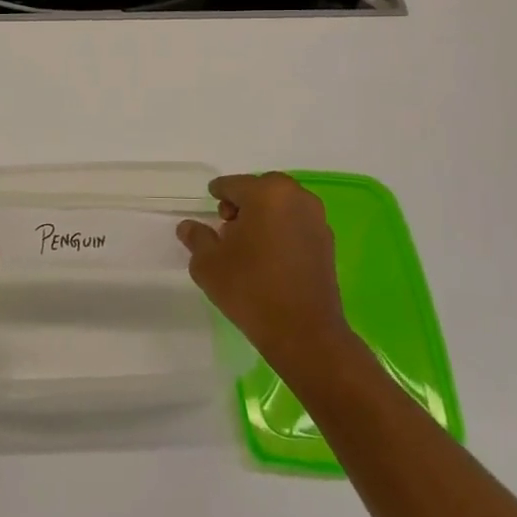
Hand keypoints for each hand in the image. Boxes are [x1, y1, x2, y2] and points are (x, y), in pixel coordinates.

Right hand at [177, 172, 351, 371]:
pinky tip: (270, 255)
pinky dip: (282, 230)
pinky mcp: (327, 243)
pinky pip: (297, 224)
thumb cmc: (250, 289)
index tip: (210, 204)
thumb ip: (197, 238)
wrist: (303, 332)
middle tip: (228, 225)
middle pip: (262, 189)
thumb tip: (188, 226)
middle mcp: (296, 197)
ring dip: (265, 215)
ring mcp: (316, 219)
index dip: (218, 193)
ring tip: (249, 243)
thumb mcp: (208, 263)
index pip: (233, 184)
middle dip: (244, 202)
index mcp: (266, 193)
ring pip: (282, 205)